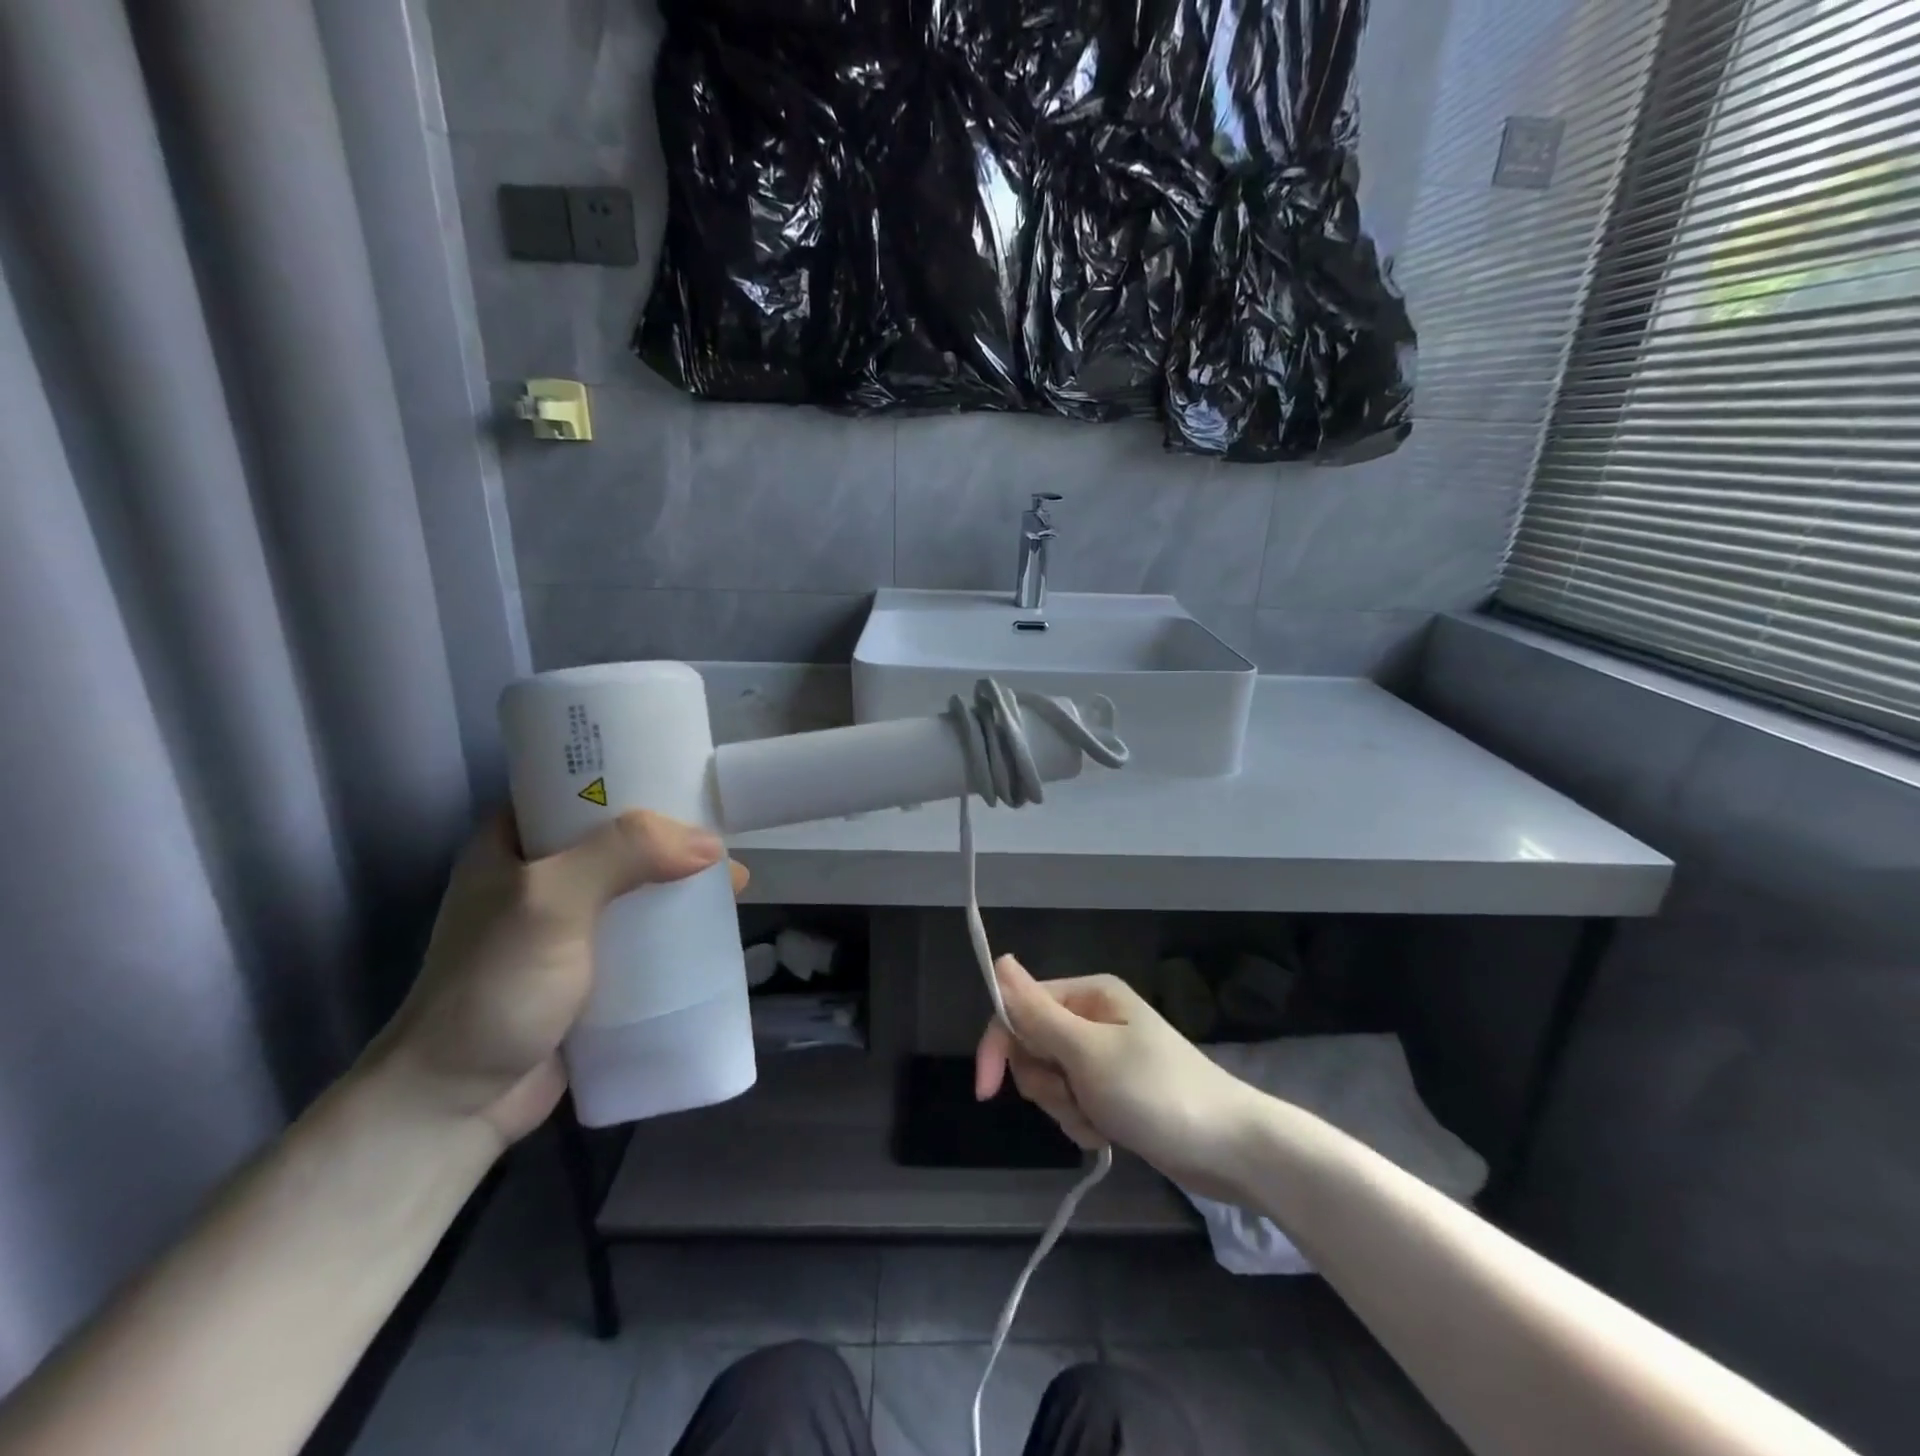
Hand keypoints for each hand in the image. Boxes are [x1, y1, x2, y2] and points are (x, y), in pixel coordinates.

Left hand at [366, 810, 746, 1145]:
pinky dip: (676, 924)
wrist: (457, 1102)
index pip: (578, 785)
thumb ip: (624, 855)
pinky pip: (642, 930)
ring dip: (681, 881)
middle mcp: (541, 873)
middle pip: (619, 835)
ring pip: (636, 884)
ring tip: (734, 882)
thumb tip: (711, 845)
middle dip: (674, 834)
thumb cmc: (494, 986)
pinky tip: (714, 925)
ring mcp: (565, 922)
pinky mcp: (589, 965)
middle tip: (726, 831)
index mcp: (514, 840)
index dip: (632, 772)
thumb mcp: (550, 901)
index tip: (688, 773)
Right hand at [974, 956, 1265, 1200]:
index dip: (999, 1047)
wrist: (1231, 1148)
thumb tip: (998, 961)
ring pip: (1051, 1079)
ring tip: (1101, 1122)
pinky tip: (1109, 1135)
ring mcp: (1104, 1055)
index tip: (987, 1092)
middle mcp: (1093, 1016)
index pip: (1018, 1009)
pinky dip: (1083, 1122)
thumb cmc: (1157, 1092)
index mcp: (1089, 994)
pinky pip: (1074, 1102)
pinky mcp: (1113, 1089)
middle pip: (1033, 1047)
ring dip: (1065, 1108)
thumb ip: (1037, 1012)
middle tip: (1077, 1099)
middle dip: (1046, 1084)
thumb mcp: (1088, 1053)